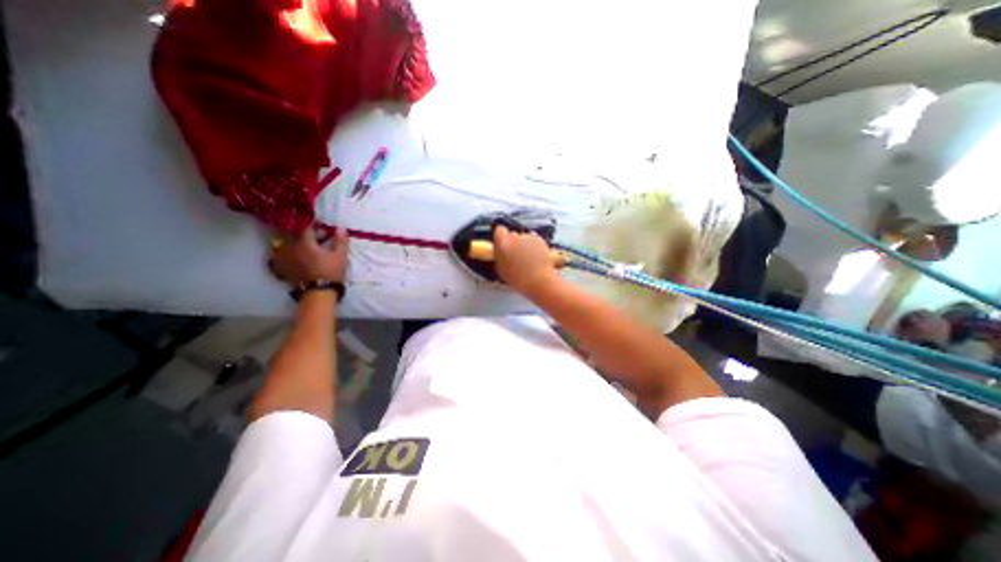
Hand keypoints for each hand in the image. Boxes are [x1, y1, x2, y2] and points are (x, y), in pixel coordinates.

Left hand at [267, 224, 348, 284]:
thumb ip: (340, 241)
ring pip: (288, 246)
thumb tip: (340, 227)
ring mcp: (287, 258)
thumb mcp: (340, 256)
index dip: (315, 226)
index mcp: (305, 243)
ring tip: (306, 246)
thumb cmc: (331, 271)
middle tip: (316, 237)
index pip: (307, 228)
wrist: (319, 291)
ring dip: (296, 243)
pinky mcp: (285, 268)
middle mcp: (292, 248)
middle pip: (295, 236)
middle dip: (305, 234)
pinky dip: (289, 254)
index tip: (322, 227)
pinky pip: (284, 257)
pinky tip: (297, 257)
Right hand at [493, 224, 559, 296]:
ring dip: (524, 245)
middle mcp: (515, 237)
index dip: (500, 236)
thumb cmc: (520, 279)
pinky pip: (534, 240)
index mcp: (503, 243)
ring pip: (524, 237)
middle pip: (512, 234)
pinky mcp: (540, 239)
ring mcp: (528, 237)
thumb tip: (500, 252)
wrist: (539, 280)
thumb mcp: (501, 269)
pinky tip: (534, 258)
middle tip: (515, 255)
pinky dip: (534, 246)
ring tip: (526, 259)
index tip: (501, 242)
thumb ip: (499, 256)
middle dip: (513, 242)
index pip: (499, 230)